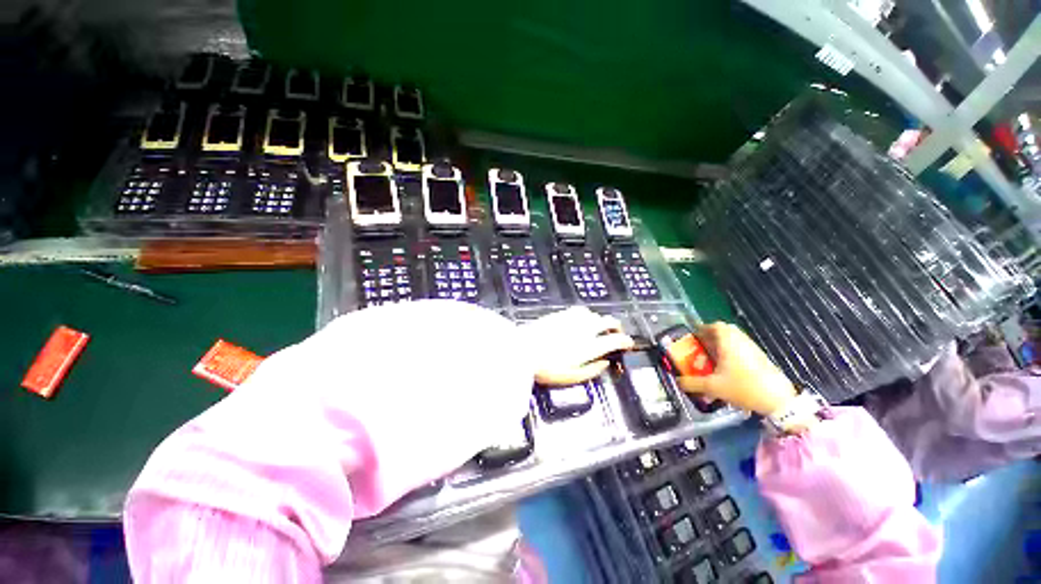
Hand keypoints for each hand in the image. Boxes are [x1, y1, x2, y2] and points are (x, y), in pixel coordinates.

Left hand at [520, 307, 634, 385]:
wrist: (522, 349)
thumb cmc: (547, 368)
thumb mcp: (572, 377)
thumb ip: (592, 370)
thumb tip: (604, 363)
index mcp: (591, 345)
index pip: (617, 339)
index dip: (626, 341)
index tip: (628, 344)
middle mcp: (586, 328)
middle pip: (609, 321)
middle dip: (616, 327)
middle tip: (615, 334)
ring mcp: (573, 318)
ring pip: (594, 314)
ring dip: (600, 320)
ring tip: (596, 328)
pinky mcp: (561, 313)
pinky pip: (580, 310)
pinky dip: (586, 315)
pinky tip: (580, 321)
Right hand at [676, 322, 795, 416]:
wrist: (778, 401)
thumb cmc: (742, 387)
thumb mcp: (713, 387)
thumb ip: (692, 383)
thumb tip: (677, 381)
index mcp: (728, 343)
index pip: (716, 326)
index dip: (704, 328)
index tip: (695, 335)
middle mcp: (741, 342)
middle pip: (727, 331)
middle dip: (713, 336)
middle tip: (702, 345)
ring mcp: (753, 350)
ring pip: (736, 339)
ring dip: (724, 344)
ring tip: (713, 357)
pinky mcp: (761, 359)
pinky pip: (744, 348)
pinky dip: (734, 351)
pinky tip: (728, 367)